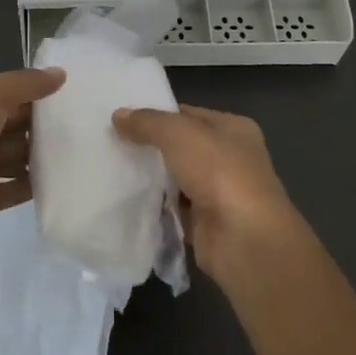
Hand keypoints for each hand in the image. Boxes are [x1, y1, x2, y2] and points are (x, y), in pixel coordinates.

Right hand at [112, 104, 304, 281]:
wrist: (244, 240)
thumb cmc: (219, 173)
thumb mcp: (178, 134)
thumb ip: (147, 122)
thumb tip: (118, 115)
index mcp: (234, 129)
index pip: (188, 114)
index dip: (158, 114)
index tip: (122, 118)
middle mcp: (231, 158)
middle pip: (182, 147)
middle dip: (151, 146)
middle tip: (111, 142)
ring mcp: (220, 193)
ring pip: (176, 178)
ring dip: (151, 177)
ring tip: (112, 168)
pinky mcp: (206, 224)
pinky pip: (173, 209)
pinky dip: (156, 206)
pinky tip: (127, 199)